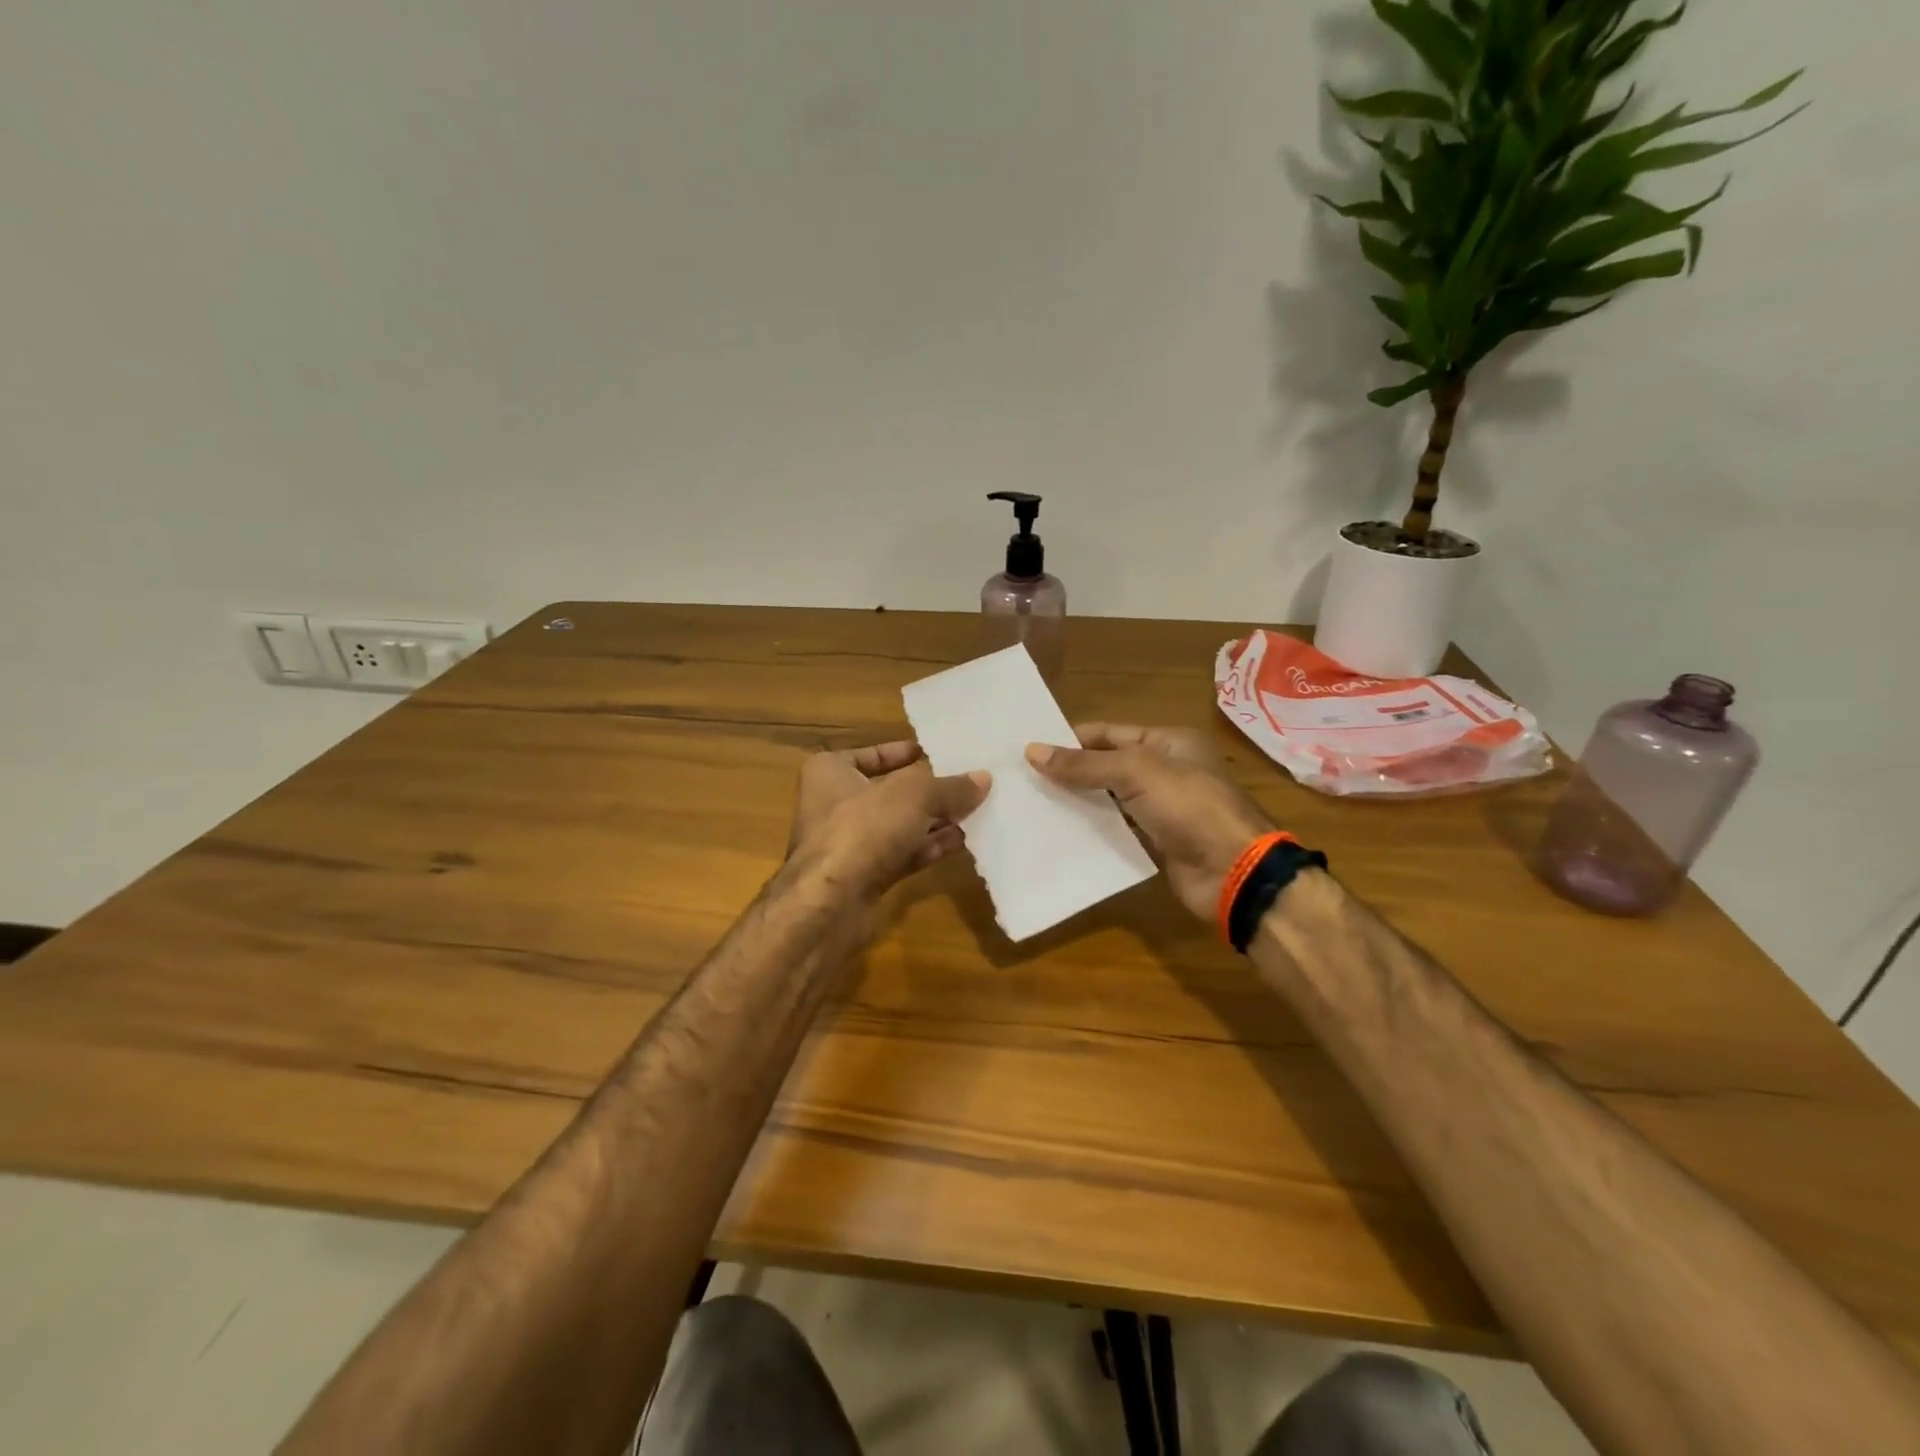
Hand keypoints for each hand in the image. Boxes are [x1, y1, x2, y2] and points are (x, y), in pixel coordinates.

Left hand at [788, 741, 989, 904]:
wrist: (831, 903)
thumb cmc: (862, 828)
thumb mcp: (913, 795)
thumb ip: (950, 786)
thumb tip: (984, 778)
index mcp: (831, 772)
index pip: (872, 754)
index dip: (905, 752)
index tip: (938, 754)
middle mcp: (836, 804)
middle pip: (891, 791)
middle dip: (930, 790)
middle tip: (969, 783)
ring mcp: (851, 843)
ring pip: (900, 825)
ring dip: (935, 820)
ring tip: (976, 811)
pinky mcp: (866, 875)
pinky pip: (904, 854)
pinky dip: (930, 847)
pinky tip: (963, 841)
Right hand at [1026, 724, 1273, 921]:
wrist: (1234, 871)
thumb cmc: (1189, 807)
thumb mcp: (1136, 773)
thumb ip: (1084, 764)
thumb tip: (1032, 751)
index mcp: (1168, 742)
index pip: (1109, 733)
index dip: (1071, 739)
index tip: (1029, 749)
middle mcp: (1166, 771)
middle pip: (1107, 766)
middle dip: (1070, 772)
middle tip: (1023, 779)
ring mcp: (1162, 809)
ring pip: (1110, 799)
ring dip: (1078, 802)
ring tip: (1033, 805)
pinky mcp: (1157, 842)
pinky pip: (1117, 830)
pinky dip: (1093, 830)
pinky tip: (1060, 833)